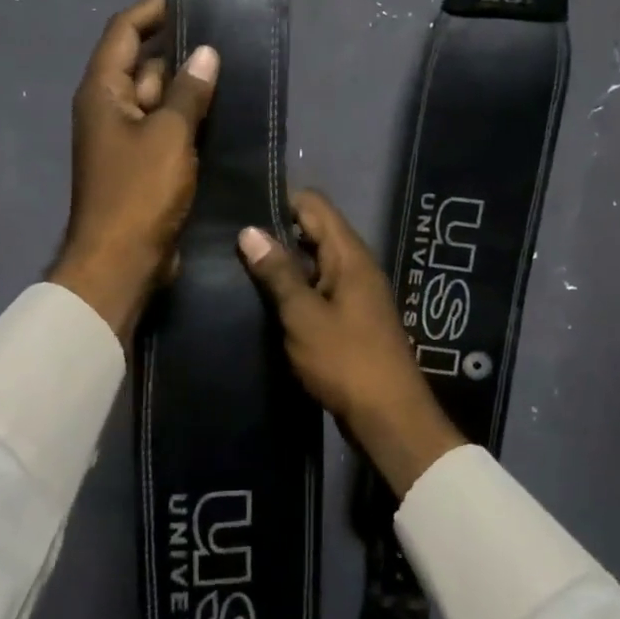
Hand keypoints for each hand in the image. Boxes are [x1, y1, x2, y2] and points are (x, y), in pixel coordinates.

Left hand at [50, 0, 217, 342]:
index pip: (123, 32)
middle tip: (224, 34)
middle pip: (142, 64)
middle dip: (179, 50)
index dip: (152, 10)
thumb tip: (204, 54)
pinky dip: (189, 120)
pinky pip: (166, 130)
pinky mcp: (143, 166)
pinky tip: (223, 112)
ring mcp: (126, 140)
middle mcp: (109, 109)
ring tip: (232, 68)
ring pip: (158, 99)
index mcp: (102, 92)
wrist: (121, 261)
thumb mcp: (168, 136)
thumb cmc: (139, 193)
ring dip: (188, 87)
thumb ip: (187, 92)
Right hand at [239, 190, 463, 497]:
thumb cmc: (346, 361)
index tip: (241, 209)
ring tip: (236, 268)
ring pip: (313, 264)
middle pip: (313, 232)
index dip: (280, 201)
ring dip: (282, 266)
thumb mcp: (304, 315)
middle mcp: (355, 266)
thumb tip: (249, 231)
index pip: (314, 205)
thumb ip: (278, 273)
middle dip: (275, 233)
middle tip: (230, 241)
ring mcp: (354, 294)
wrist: (389, 417)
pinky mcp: (349, 320)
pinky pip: (318, 291)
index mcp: (349, 255)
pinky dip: (294, 291)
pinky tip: (263, 302)